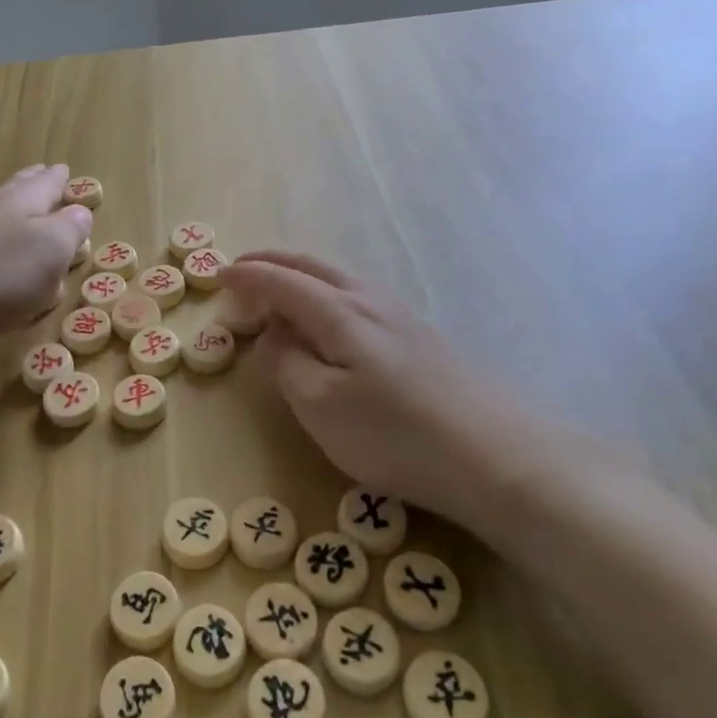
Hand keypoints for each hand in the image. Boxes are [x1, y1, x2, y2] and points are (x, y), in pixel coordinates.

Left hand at [0, 165, 91, 337]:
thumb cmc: (3, 273)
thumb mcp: (53, 249)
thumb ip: (70, 228)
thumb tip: (79, 212)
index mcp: (22, 200)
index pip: (46, 182)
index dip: (58, 178)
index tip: (64, 170)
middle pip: (16, 190)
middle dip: (33, 183)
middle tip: (42, 174)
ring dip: (11, 211)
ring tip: (23, 215)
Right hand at [220, 252, 573, 536]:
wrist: (498, 455)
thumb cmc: (395, 434)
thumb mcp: (320, 407)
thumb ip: (287, 363)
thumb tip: (275, 333)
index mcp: (338, 312)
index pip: (281, 281)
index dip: (247, 276)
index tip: (218, 275)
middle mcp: (369, 300)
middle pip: (312, 265)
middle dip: (272, 262)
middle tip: (242, 268)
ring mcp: (401, 315)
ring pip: (339, 277)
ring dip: (301, 274)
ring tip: (279, 288)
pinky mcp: (421, 336)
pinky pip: (358, 295)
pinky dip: (326, 292)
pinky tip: (331, 315)